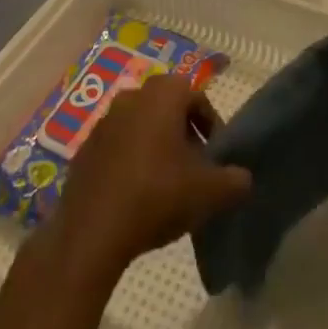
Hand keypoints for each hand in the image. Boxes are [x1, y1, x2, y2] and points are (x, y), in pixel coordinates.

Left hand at [50, 74, 250, 273]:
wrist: (90, 234)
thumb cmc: (156, 196)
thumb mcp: (208, 192)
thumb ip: (234, 181)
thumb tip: (244, 179)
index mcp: (163, 94)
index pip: (196, 97)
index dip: (210, 125)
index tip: (214, 157)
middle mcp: (133, 96)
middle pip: (167, 108)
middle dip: (183, 133)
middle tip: (193, 168)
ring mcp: (103, 122)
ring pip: (141, 125)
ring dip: (155, 146)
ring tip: (165, 184)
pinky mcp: (84, 150)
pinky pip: (116, 147)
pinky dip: (129, 161)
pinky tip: (135, 196)